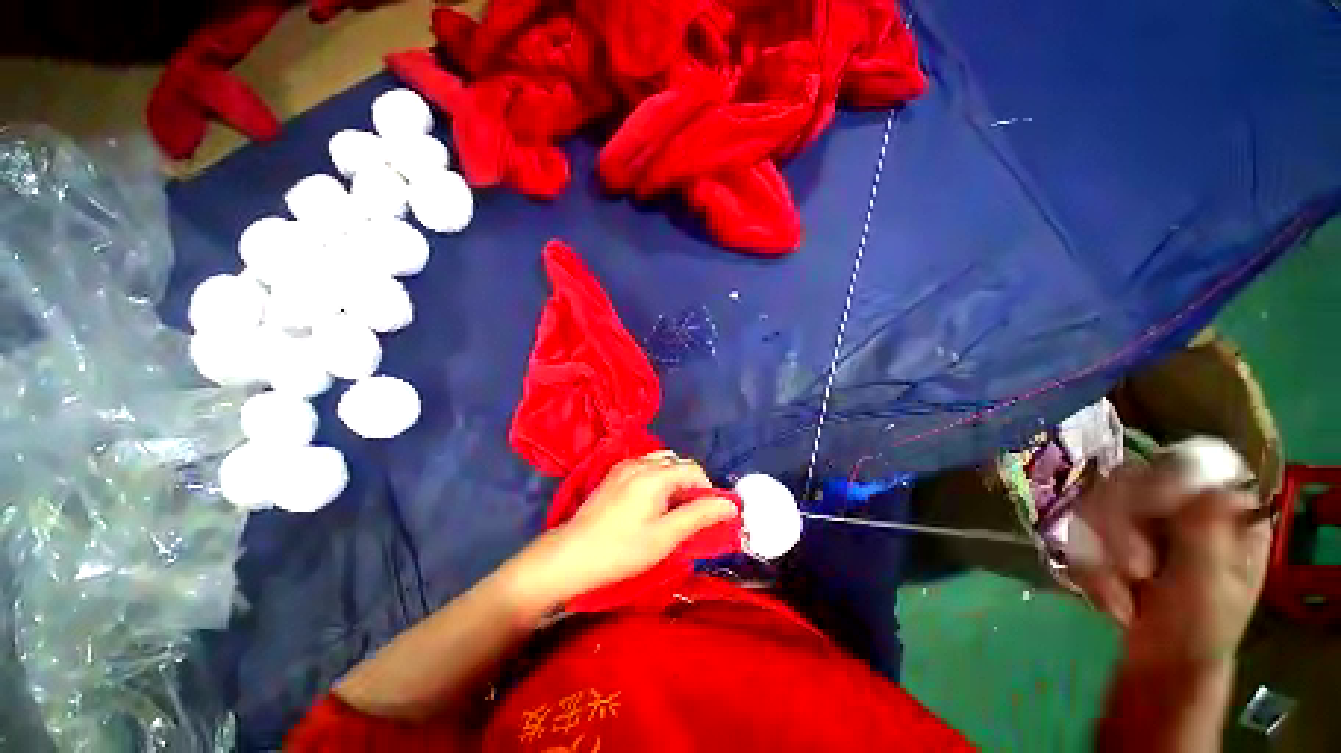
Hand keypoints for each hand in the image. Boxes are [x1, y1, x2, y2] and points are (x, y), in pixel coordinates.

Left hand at [503, 451, 739, 616]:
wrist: (569, 556)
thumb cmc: (621, 550)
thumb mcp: (665, 537)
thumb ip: (699, 516)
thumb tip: (730, 505)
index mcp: (654, 475)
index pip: (693, 469)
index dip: (706, 490)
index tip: (706, 515)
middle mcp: (639, 462)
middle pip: (677, 462)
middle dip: (690, 484)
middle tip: (689, 513)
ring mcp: (623, 466)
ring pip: (661, 462)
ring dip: (673, 479)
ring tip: (671, 508)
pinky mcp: (613, 475)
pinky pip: (644, 466)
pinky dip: (657, 478)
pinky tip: (650, 502)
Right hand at [1070, 462, 1271, 668]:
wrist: (1160, 666)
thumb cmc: (1201, 630)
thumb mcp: (1211, 585)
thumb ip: (1206, 533)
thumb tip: (1204, 485)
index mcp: (1221, 509)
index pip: (1187, 463)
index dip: (1163, 479)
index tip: (1150, 510)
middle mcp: (1179, 504)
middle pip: (1130, 480)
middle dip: (1121, 528)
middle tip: (1134, 571)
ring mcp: (1141, 519)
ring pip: (1095, 504)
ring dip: (1101, 553)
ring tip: (1121, 595)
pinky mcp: (1108, 535)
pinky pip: (1078, 532)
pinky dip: (1088, 567)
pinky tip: (1109, 598)